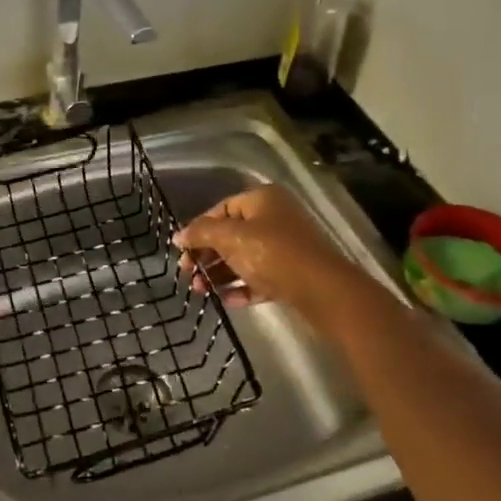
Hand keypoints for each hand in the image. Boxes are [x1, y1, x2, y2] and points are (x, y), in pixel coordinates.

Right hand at [174, 185, 363, 320]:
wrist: (322, 289)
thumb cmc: (272, 253)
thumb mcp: (230, 238)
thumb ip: (201, 233)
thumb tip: (178, 236)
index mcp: (262, 200)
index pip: (221, 209)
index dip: (198, 229)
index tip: (181, 251)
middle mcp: (274, 218)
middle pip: (231, 235)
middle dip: (207, 256)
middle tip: (188, 275)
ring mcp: (285, 247)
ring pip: (243, 258)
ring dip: (219, 274)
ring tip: (201, 292)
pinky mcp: (291, 274)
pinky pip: (259, 278)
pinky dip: (241, 287)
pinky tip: (225, 301)